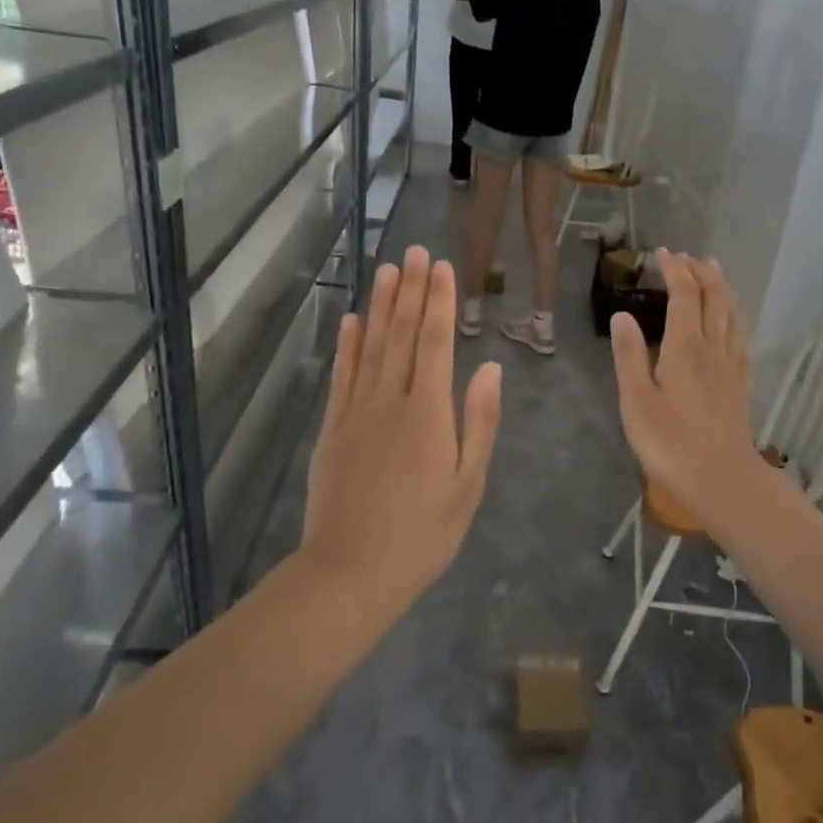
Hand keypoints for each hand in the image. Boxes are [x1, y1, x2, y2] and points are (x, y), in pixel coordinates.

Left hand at [302, 246, 501, 595]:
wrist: (351, 571)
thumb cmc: (424, 533)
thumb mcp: (468, 483)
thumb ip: (479, 421)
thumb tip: (489, 368)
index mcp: (428, 412)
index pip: (434, 342)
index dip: (439, 301)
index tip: (442, 266)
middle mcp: (390, 400)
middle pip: (401, 334)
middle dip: (411, 290)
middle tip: (415, 251)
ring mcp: (356, 412)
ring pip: (370, 347)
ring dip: (380, 306)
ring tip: (387, 270)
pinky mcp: (333, 430)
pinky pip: (342, 377)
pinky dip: (347, 346)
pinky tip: (351, 322)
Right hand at [609, 251, 763, 522]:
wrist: (722, 480)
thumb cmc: (671, 443)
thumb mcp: (637, 401)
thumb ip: (630, 356)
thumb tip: (622, 314)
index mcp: (686, 347)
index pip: (685, 294)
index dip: (675, 269)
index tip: (663, 253)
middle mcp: (713, 348)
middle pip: (715, 298)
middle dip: (702, 272)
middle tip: (688, 257)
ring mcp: (731, 367)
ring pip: (732, 315)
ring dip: (722, 289)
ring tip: (714, 273)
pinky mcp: (741, 386)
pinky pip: (741, 340)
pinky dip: (735, 320)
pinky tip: (733, 325)